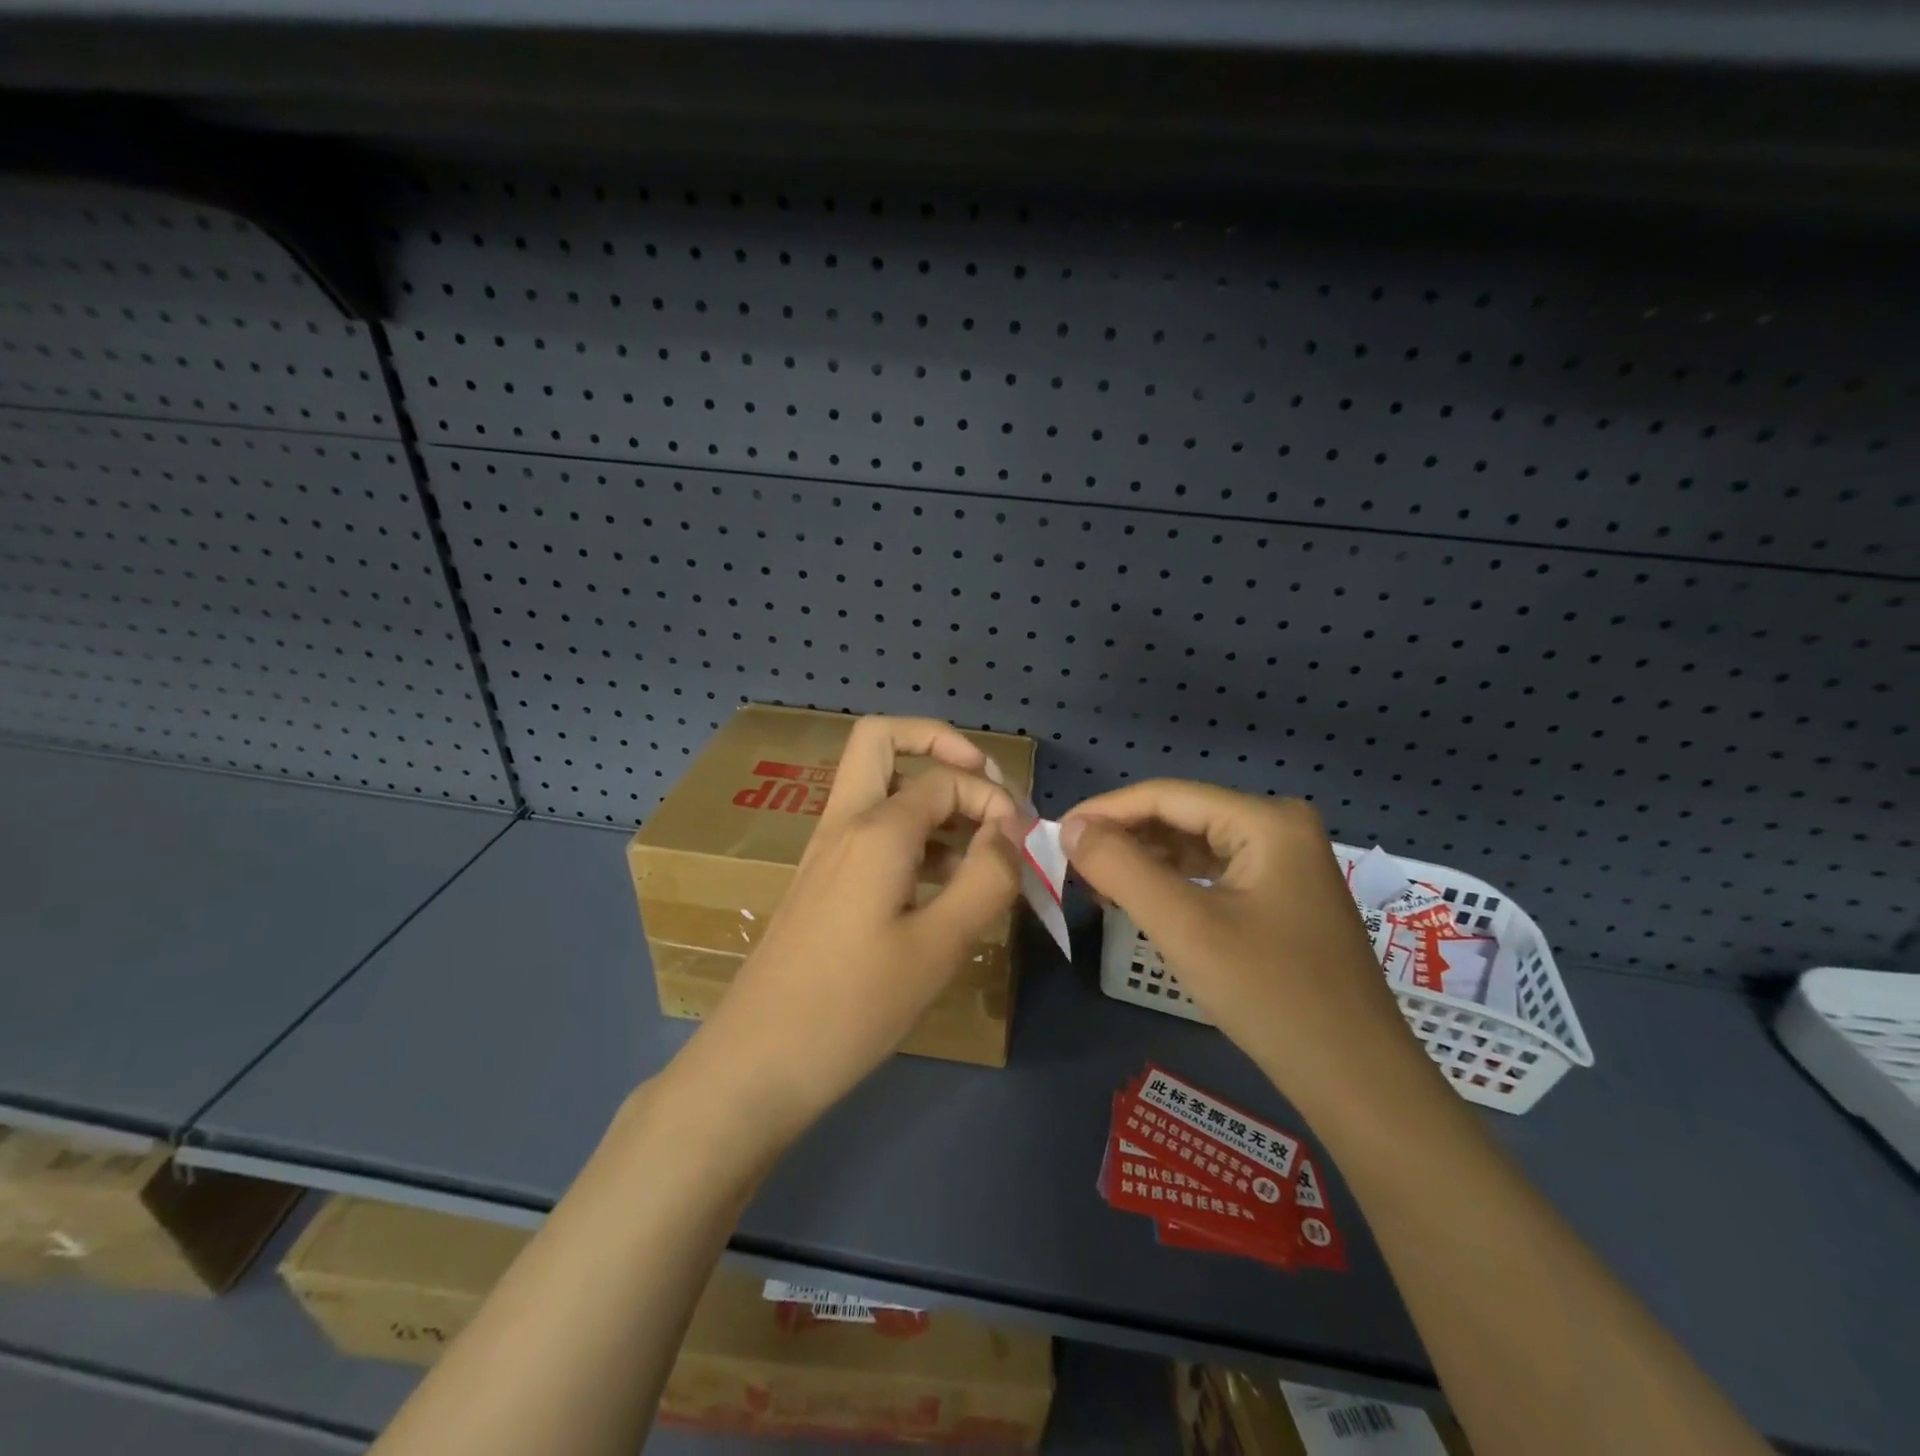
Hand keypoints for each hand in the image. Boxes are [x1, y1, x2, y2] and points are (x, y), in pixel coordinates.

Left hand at [674, 716, 1023, 1143]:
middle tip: (982, 783)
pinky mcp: (823, 880)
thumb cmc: (853, 1006)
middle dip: (939, 745)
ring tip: (977, 842)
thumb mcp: (939, 946)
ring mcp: (827, 850)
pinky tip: (944, 881)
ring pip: (877, 784)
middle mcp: (846, 823)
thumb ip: (986, 879)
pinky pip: (871, 829)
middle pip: (882, 740)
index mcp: (876, 829)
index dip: (993, 797)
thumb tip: (1010, 831)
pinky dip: (912, 832)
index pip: (947, 779)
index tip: (1021, 842)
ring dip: (928, 792)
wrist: (758, 1061)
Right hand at [1062, 781, 1418, 1110]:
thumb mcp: (1184, 926)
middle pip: (1181, 816)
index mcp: (1266, 820)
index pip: (1166, 795)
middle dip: (1123, 838)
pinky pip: (1213, 873)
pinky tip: (1138, 900)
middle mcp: (1279, 828)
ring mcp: (1285, 863)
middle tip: (1069, 865)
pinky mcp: (1282, 896)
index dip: (1104, 811)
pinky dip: (1171, 883)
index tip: (1055, 835)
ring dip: (1143, 861)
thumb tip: (1070, 827)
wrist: (1356, 1080)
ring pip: (1195, 845)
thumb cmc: (1269, 994)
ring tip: (1094, 884)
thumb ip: (1121, 867)